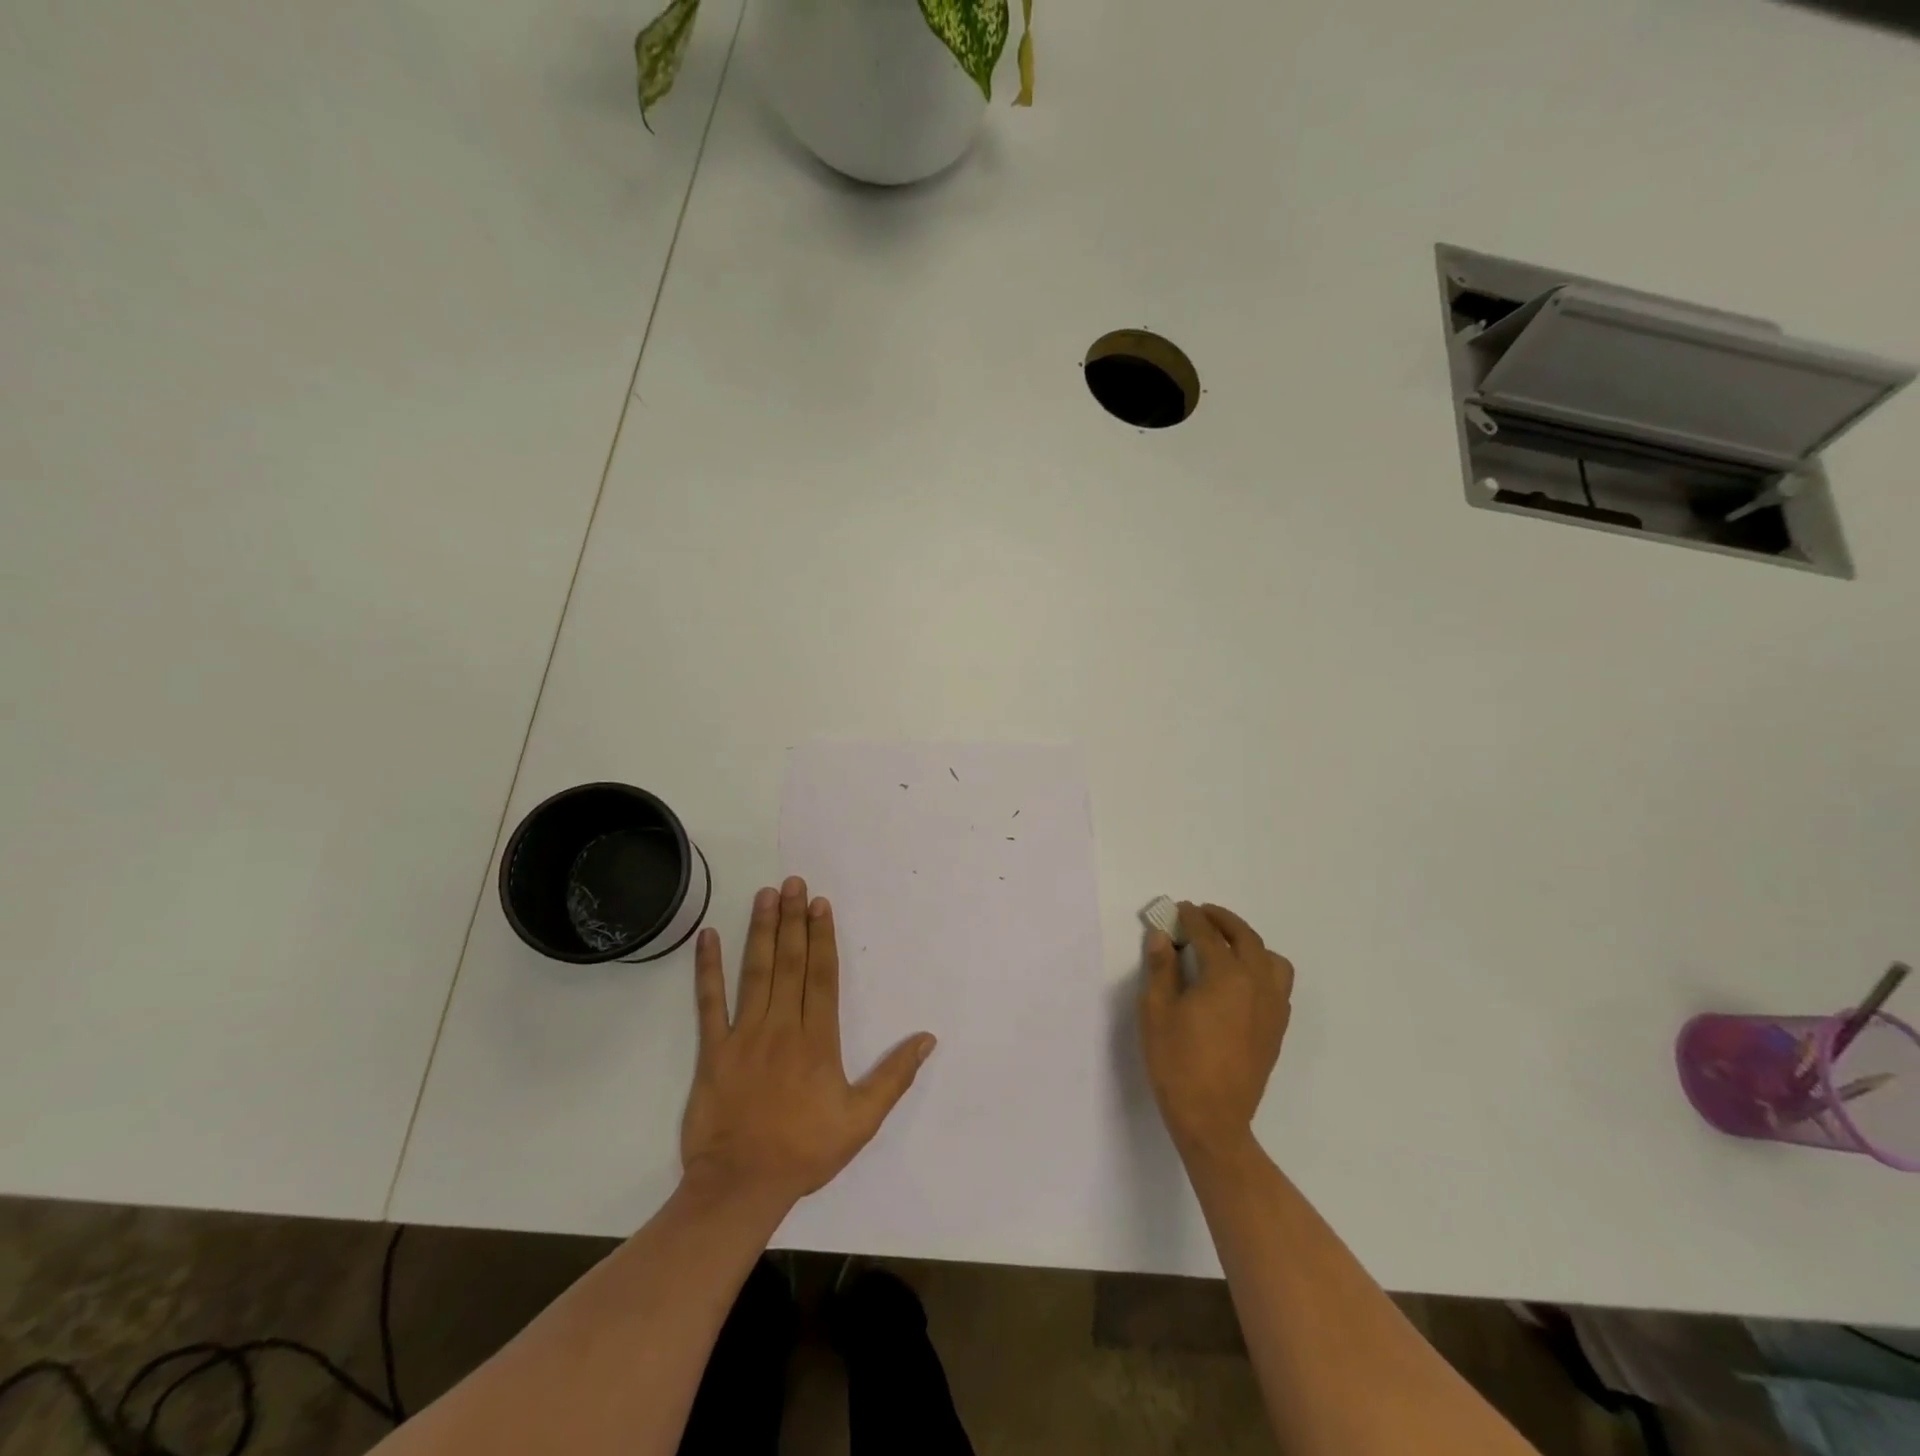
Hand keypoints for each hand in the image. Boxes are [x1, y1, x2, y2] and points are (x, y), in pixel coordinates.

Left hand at [680, 876, 935, 1212]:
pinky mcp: (712, 1051)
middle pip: (790, 963)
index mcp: (817, 1040)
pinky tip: (708, 937)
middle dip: (793, 920)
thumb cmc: (805, 1151)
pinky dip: (707, 969)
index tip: (820, 904)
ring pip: (755, 973)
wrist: (741, 1186)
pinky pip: (708, 1003)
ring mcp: (743, 1035)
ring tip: (765, 895)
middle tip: (793, 882)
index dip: (822, 936)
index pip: (821, 976)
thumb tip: (927, 1038)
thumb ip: (894, 1076)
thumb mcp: (862, 1120)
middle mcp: (781, 1027)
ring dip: (761, 931)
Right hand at [1139, 902, 1293, 1162]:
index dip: (1192, 918)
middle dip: (1223, 921)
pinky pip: (1279, 985)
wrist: (1212, 1119)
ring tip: (1227, 945)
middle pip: (1246, 939)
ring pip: (1272, 960)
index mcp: (1227, 976)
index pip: (1209, 935)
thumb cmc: (1177, 1062)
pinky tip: (1241, 981)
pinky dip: (1263, 969)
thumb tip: (1160, 936)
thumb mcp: (1156, 1011)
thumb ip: (1160, 968)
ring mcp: (1273, 1008)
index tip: (1179, 908)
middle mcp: (1257, 985)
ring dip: (1250, 944)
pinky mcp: (1276, 1029)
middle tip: (1202, 915)